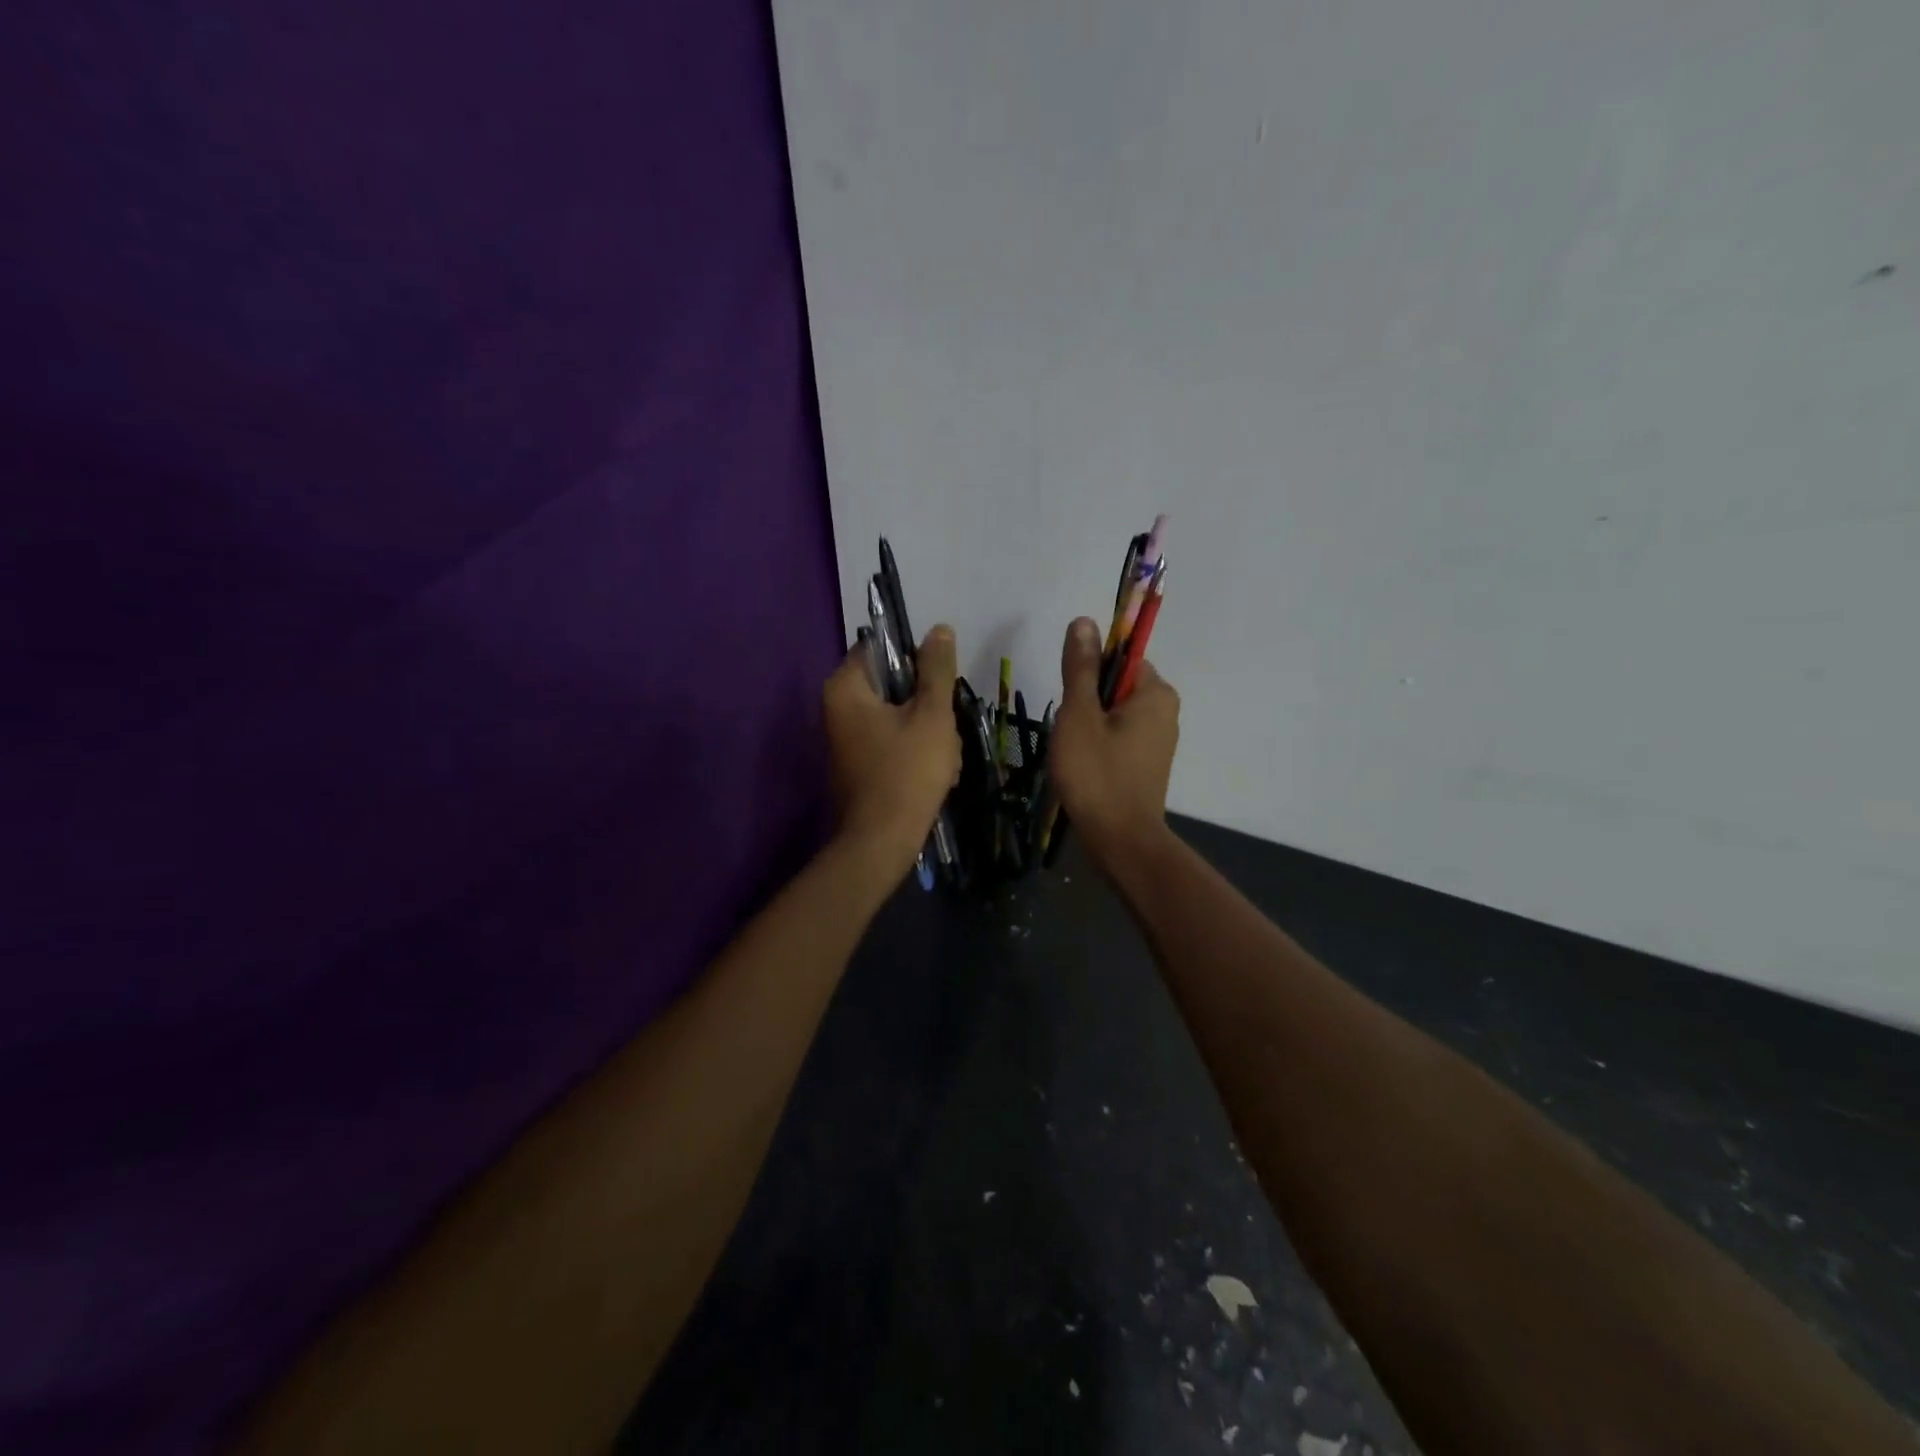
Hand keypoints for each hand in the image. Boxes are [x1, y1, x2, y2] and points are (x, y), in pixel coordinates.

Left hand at [823, 624, 962, 873]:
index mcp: (846, 688)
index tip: (941, 682)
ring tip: (945, 757)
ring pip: (899, 716)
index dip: (916, 659)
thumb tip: (938, 629)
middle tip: (946, 729)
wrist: (882, 841)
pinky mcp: (858, 763)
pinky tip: (936, 773)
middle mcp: (837, 708)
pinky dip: (916, 752)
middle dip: (927, 704)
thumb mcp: (932, 715)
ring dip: (928, 731)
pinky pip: (892, 742)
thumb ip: (936, 670)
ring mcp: (846, 738)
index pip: (881, 648)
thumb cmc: (907, 772)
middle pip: (893, 685)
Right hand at [1049, 617, 1179, 865]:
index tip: (1072, 701)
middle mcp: (1166, 710)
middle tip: (1070, 731)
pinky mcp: (1150, 763)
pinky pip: (1119, 737)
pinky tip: (1085, 767)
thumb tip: (1084, 620)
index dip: (1089, 673)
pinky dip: (1099, 745)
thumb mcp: (1079, 715)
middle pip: (1116, 685)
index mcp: (1156, 692)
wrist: (1119, 840)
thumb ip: (1080, 667)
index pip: (1119, 657)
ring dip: (1089, 725)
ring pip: (1114, 713)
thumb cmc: (1097, 773)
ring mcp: (1161, 739)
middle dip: (1087, 702)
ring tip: (1075, 752)